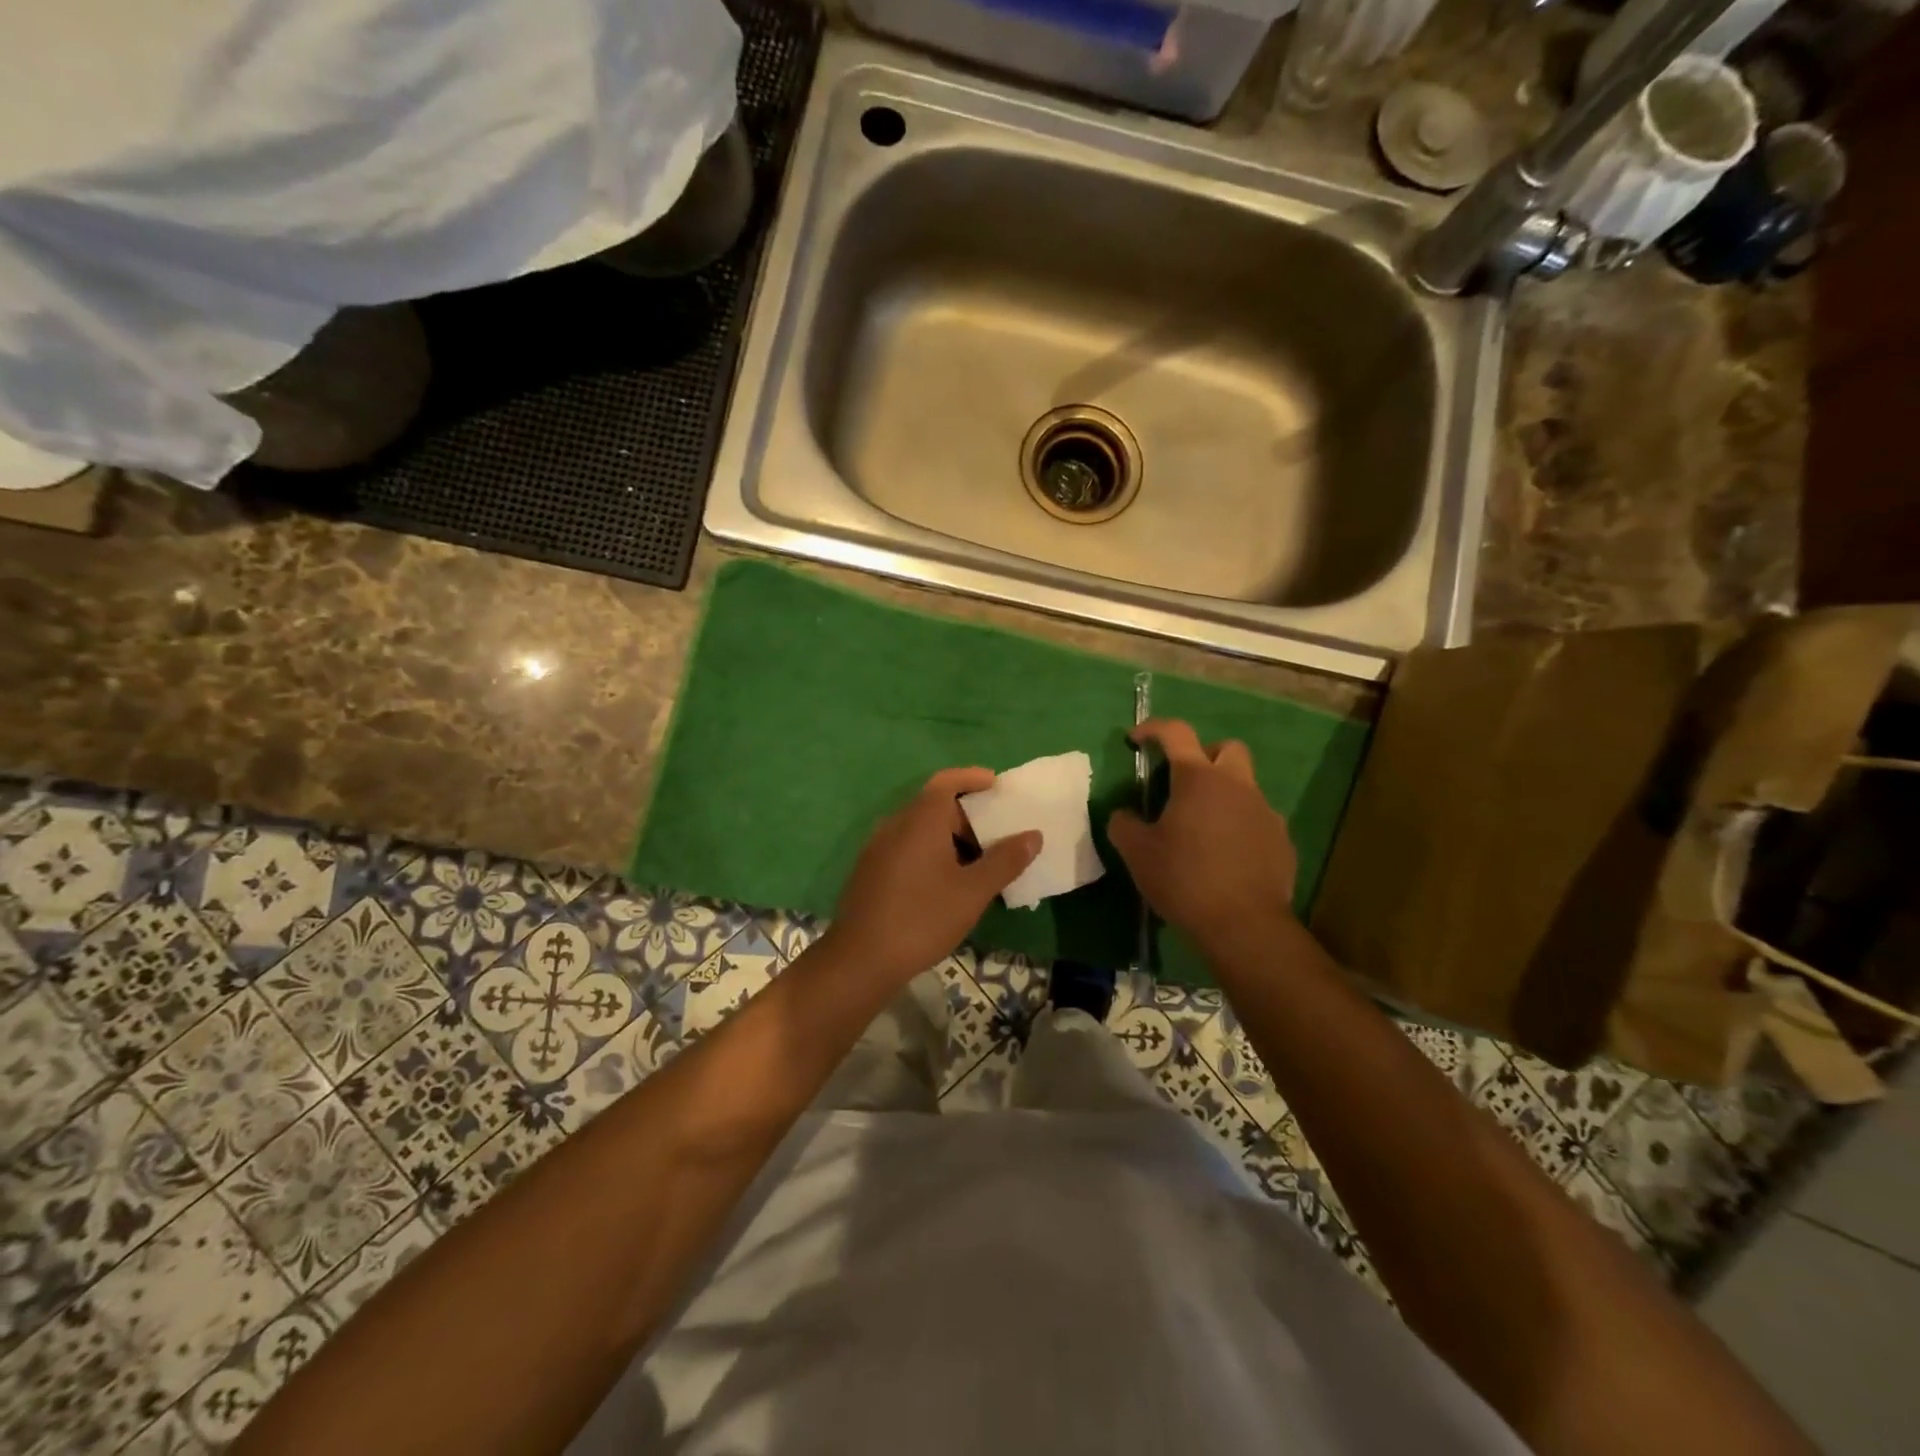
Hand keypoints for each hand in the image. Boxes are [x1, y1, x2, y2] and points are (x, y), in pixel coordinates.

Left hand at [826, 767, 1041, 983]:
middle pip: (934, 806)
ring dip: (950, 838)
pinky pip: (906, 847)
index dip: (971, 777)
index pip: (946, 781)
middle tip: (997, 838)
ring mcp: (878, 848)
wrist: (860, 959)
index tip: (996, 784)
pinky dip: (931, 852)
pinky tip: (947, 884)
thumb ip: (1005, 861)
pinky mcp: (870, 871)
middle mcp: (895, 824)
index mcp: (920, 820)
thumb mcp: (973, 892)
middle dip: (967, 816)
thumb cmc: (922, 918)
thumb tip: (1033, 835)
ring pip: (920, 829)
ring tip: (978, 864)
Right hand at [1107, 719, 1297, 952]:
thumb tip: (1123, 814)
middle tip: (1182, 783)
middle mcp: (1237, 786)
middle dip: (1204, 755)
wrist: (1244, 925)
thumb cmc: (1184, 879)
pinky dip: (1240, 826)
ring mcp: (1265, 812)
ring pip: (1245, 786)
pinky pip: (1258, 820)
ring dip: (1223, 795)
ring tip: (1201, 828)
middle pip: (1227, 748)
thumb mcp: (1137, 853)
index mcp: (1198, 779)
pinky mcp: (1282, 841)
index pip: (1176, 733)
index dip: (1153, 728)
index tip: (1136, 739)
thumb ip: (1124, 825)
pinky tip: (1225, 856)